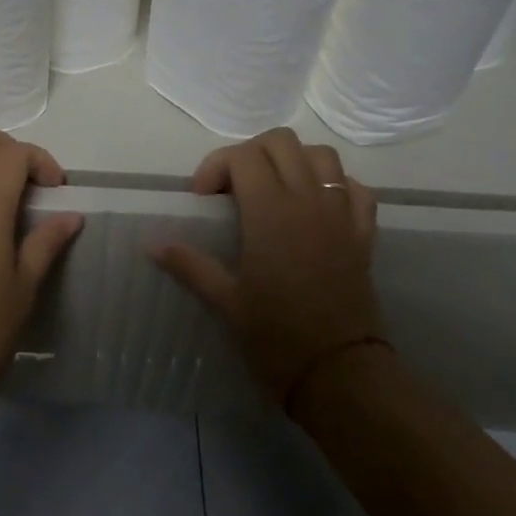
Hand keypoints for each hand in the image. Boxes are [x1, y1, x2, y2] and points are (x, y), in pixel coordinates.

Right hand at [151, 127, 383, 402]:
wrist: (340, 374)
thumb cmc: (276, 336)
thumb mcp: (226, 300)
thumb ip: (189, 264)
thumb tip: (152, 244)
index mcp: (271, 211)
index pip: (243, 156)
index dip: (216, 166)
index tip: (204, 199)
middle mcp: (308, 200)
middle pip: (281, 142)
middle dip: (251, 154)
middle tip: (234, 189)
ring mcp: (340, 213)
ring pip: (321, 155)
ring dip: (293, 161)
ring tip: (274, 189)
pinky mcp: (363, 233)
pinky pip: (355, 187)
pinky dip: (334, 184)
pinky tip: (317, 206)